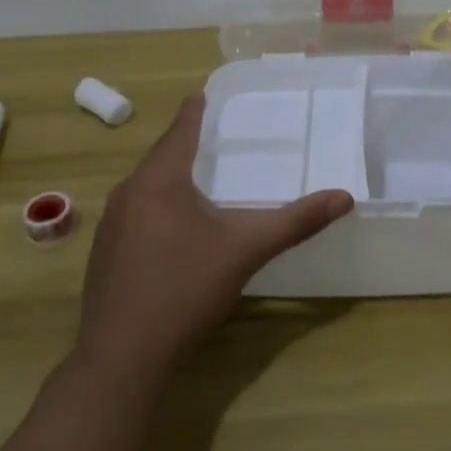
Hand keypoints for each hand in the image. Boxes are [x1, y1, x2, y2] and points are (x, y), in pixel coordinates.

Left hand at [73, 94, 354, 386]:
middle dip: (187, 143)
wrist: (122, 358)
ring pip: (146, 186)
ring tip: (202, 175)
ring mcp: (110, 225)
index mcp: (158, 180)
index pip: (180, 130)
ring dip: (172, 176)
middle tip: (217, 133)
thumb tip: (344, 197)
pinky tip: (176, 226)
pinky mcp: (105, 253)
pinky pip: (136, 212)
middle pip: (161, 156)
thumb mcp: (245, 250)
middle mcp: (128, 193)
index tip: (205, 93)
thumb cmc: (184, 290)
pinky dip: (159, 205)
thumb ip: (295, 222)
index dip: (195, 110)